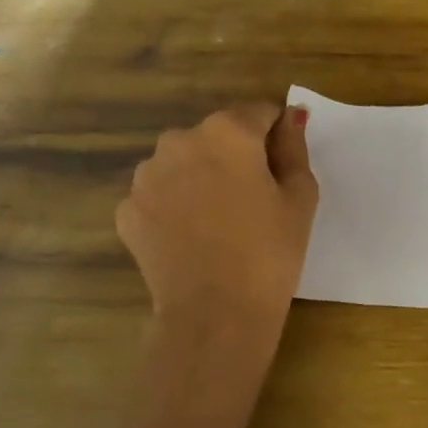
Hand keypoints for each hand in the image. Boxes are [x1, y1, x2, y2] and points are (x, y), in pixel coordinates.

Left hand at [118, 104, 317, 345]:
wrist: (214, 314)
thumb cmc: (269, 253)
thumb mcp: (300, 197)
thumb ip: (294, 148)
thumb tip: (291, 117)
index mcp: (227, 132)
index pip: (259, 113)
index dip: (275, 135)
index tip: (283, 167)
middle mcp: (179, 140)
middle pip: (216, 136)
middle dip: (234, 156)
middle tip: (253, 200)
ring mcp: (146, 176)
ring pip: (183, 163)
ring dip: (200, 177)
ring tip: (218, 221)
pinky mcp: (128, 209)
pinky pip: (159, 195)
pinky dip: (174, 207)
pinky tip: (191, 238)